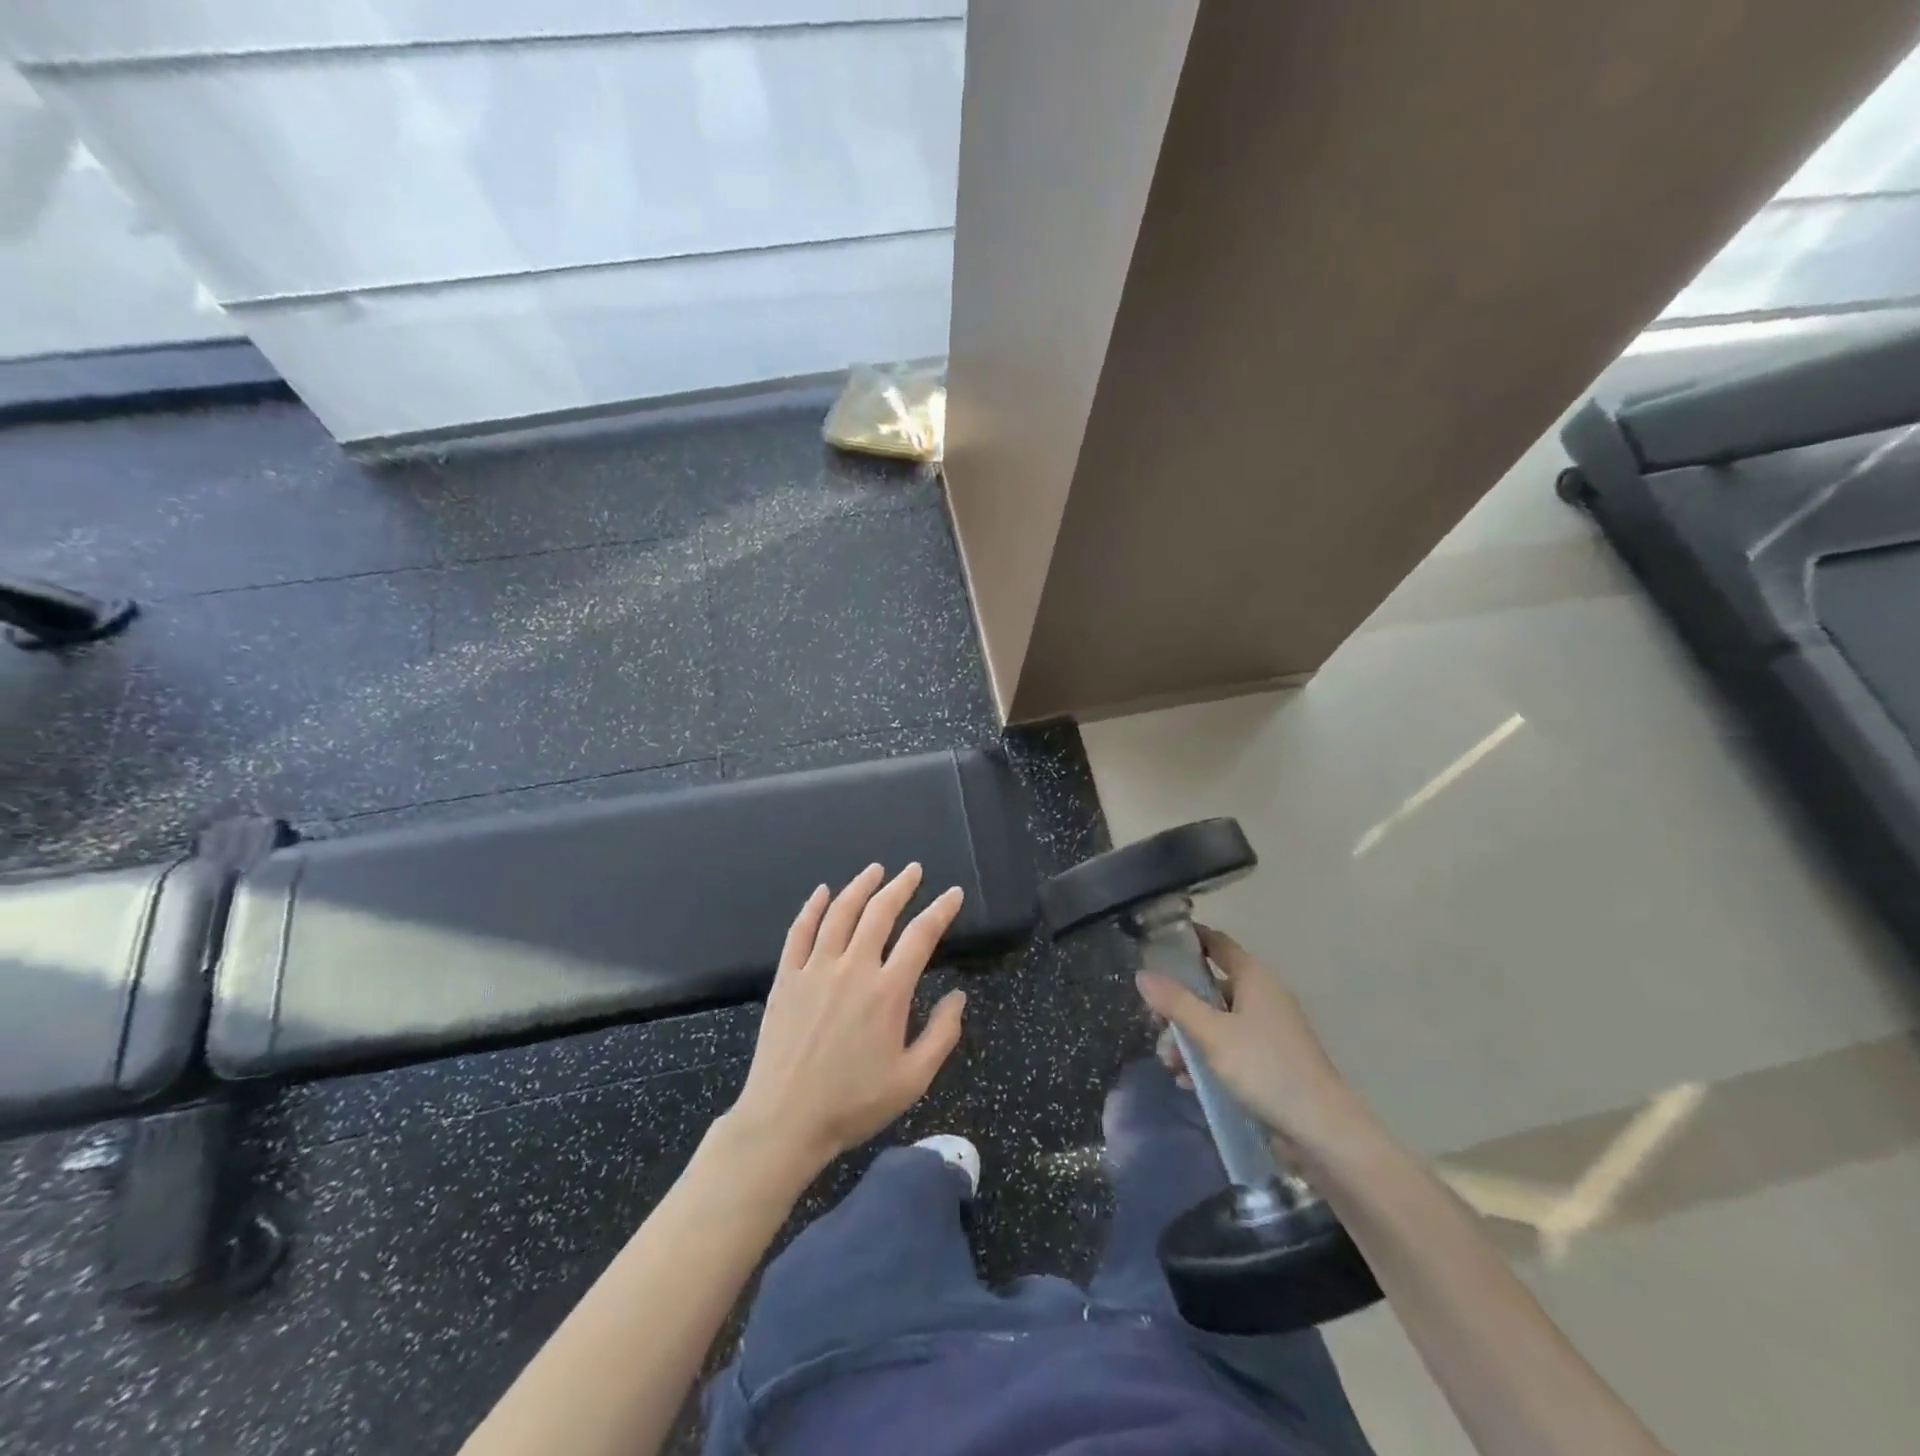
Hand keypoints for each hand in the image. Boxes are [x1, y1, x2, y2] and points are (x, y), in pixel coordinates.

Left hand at [727, 864, 966, 1175]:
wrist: (784, 1121)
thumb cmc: (853, 1103)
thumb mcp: (912, 1080)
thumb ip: (942, 1035)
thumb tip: (958, 996)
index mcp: (888, 991)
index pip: (921, 935)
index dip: (941, 910)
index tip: (954, 893)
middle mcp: (853, 968)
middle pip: (880, 912)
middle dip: (901, 886)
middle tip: (914, 870)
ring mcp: (815, 969)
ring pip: (840, 912)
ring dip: (860, 886)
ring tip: (875, 869)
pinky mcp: (786, 977)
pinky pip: (800, 931)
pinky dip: (812, 907)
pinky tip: (822, 892)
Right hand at [1136, 925, 1371, 1162]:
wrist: (1322, 1130)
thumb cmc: (1264, 1068)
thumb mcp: (1212, 1034)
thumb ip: (1175, 1003)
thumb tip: (1142, 973)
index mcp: (1253, 978)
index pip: (1216, 943)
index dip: (1187, 941)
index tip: (1155, 947)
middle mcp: (1262, 996)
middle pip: (1210, 987)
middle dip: (1179, 1006)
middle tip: (1155, 1024)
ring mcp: (1268, 1031)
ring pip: (1217, 1022)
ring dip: (1190, 1039)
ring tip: (1171, 1064)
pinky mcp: (1270, 1062)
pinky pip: (1230, 1049)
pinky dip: (1208, 1059)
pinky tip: (1189, 1083)